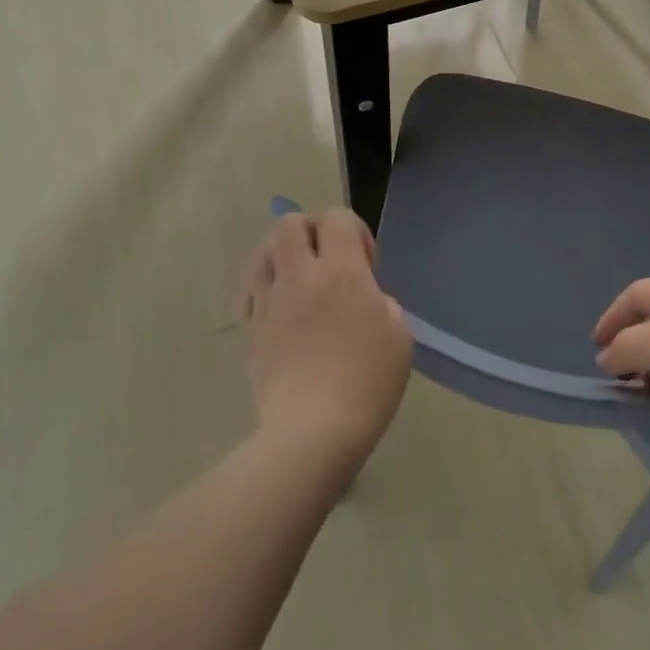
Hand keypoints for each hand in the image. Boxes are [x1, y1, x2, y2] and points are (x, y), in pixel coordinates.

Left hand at [240, 210, 411, 466]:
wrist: (312, 432)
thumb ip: (381, 302)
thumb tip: (364, 299)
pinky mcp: (250, 329)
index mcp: (341, 271)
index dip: (354, 231)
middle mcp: (300, 275)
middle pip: (290, 223)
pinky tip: (280, 311)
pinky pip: (251, 290)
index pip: (338, 217)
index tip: (366, 265)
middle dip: (311, 232)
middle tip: (328, 262)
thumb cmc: (367, 383)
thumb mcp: (398, 336)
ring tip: (300, 283)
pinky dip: (265, 288)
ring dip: (284, 256)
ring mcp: (269, 301)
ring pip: (263, 251)